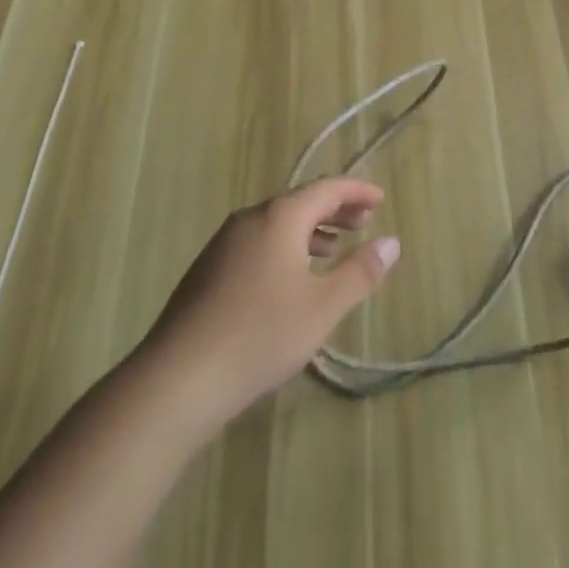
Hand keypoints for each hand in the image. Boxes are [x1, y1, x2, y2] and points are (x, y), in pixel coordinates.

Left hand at [137, 177, 399, 429]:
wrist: (176, 379)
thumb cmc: (259, 337)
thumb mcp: (322, 308)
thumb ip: (360, 272)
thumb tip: (392, 242)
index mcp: (280, 217)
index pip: (327, 188)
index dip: (357, 191)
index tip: (380, 198)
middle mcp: (251, 218)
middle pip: (300, 201)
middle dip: (335, 208)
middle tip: (363, 220)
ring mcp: (224, 242)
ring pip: (277, 222)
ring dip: (310, 228)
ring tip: (333, 246)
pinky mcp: (208, 268)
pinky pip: (258, 240)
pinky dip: (285, 244)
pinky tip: (290, 275)